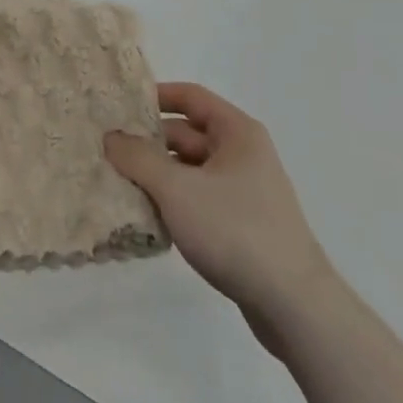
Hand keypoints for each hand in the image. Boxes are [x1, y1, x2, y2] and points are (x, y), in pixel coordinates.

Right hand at [105, 82, 329, 316]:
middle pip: (187, 134)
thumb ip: (139, 159)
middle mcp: (243, 154)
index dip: (155, 96)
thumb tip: (110, 137)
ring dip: (158, 175)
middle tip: (107, 150)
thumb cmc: (235, 231)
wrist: (294, 306)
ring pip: (190, 170)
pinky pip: (199, 199)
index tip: (119, 105)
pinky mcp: (242, 225)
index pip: (190, 96)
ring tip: (118, 183)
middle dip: (149, 142)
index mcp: (236, 132)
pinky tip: (147, 217)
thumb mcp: (177, 189)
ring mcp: (244, 191)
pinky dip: (174, 202)